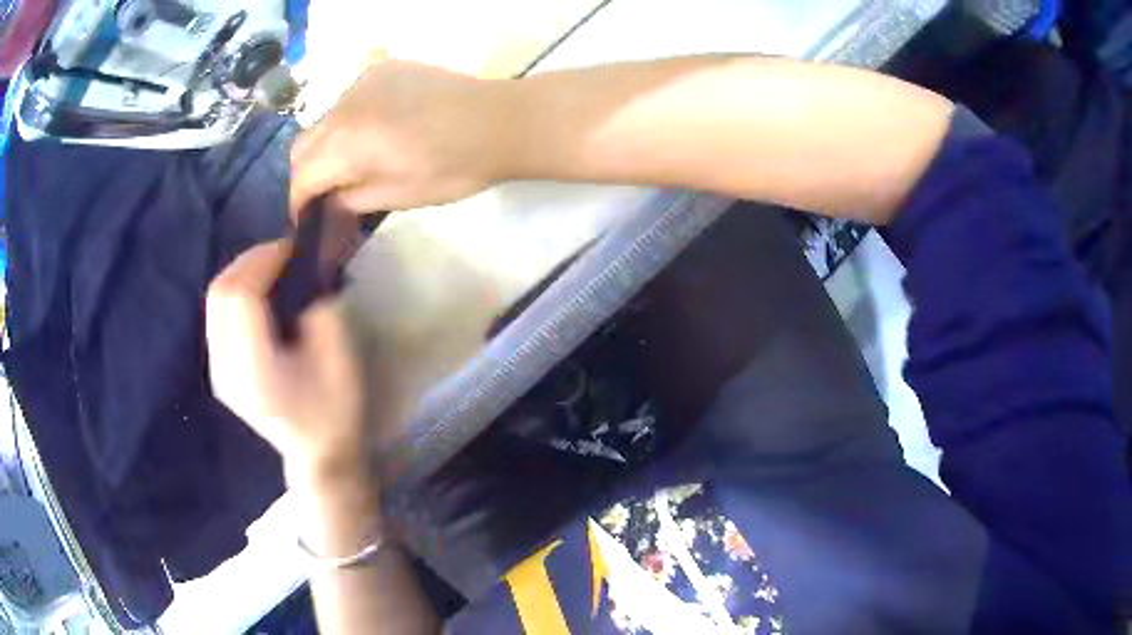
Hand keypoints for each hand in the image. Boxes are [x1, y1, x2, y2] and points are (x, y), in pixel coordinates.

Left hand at [206, 241, 365, 487]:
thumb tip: (301, 271)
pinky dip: (237, 292)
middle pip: (219, 293)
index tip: (292, 248)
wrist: (318, 456)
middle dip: (250, 261)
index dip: (262, 261)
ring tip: (274, 268)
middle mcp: (225, 369)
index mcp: (254, 371)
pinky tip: (261, 294)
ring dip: (242, 274)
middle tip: (283, 254)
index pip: (239, 296)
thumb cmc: (335, 412)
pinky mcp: (219, 370)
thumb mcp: (340, 358)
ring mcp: (217, 371)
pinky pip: (218, 315)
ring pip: (215, 300)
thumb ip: (318, 307)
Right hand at [291, 60, 514, 215]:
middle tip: (327, 193)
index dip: (298, 203)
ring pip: (325, 120)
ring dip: (328, 144)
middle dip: (307, 174)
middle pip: (302, 145)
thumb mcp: (398, 196)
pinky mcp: (383, 68)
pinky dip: (350, 120)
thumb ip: (351, 200)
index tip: (305, 220)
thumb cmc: (453, 166)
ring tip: (355, 161)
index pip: (301, 176)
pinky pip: (349, 99)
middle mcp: (344, 106)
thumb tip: (329, 201)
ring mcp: (363, 81)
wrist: (499, 120)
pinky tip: (377, 129)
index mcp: (346, 142)